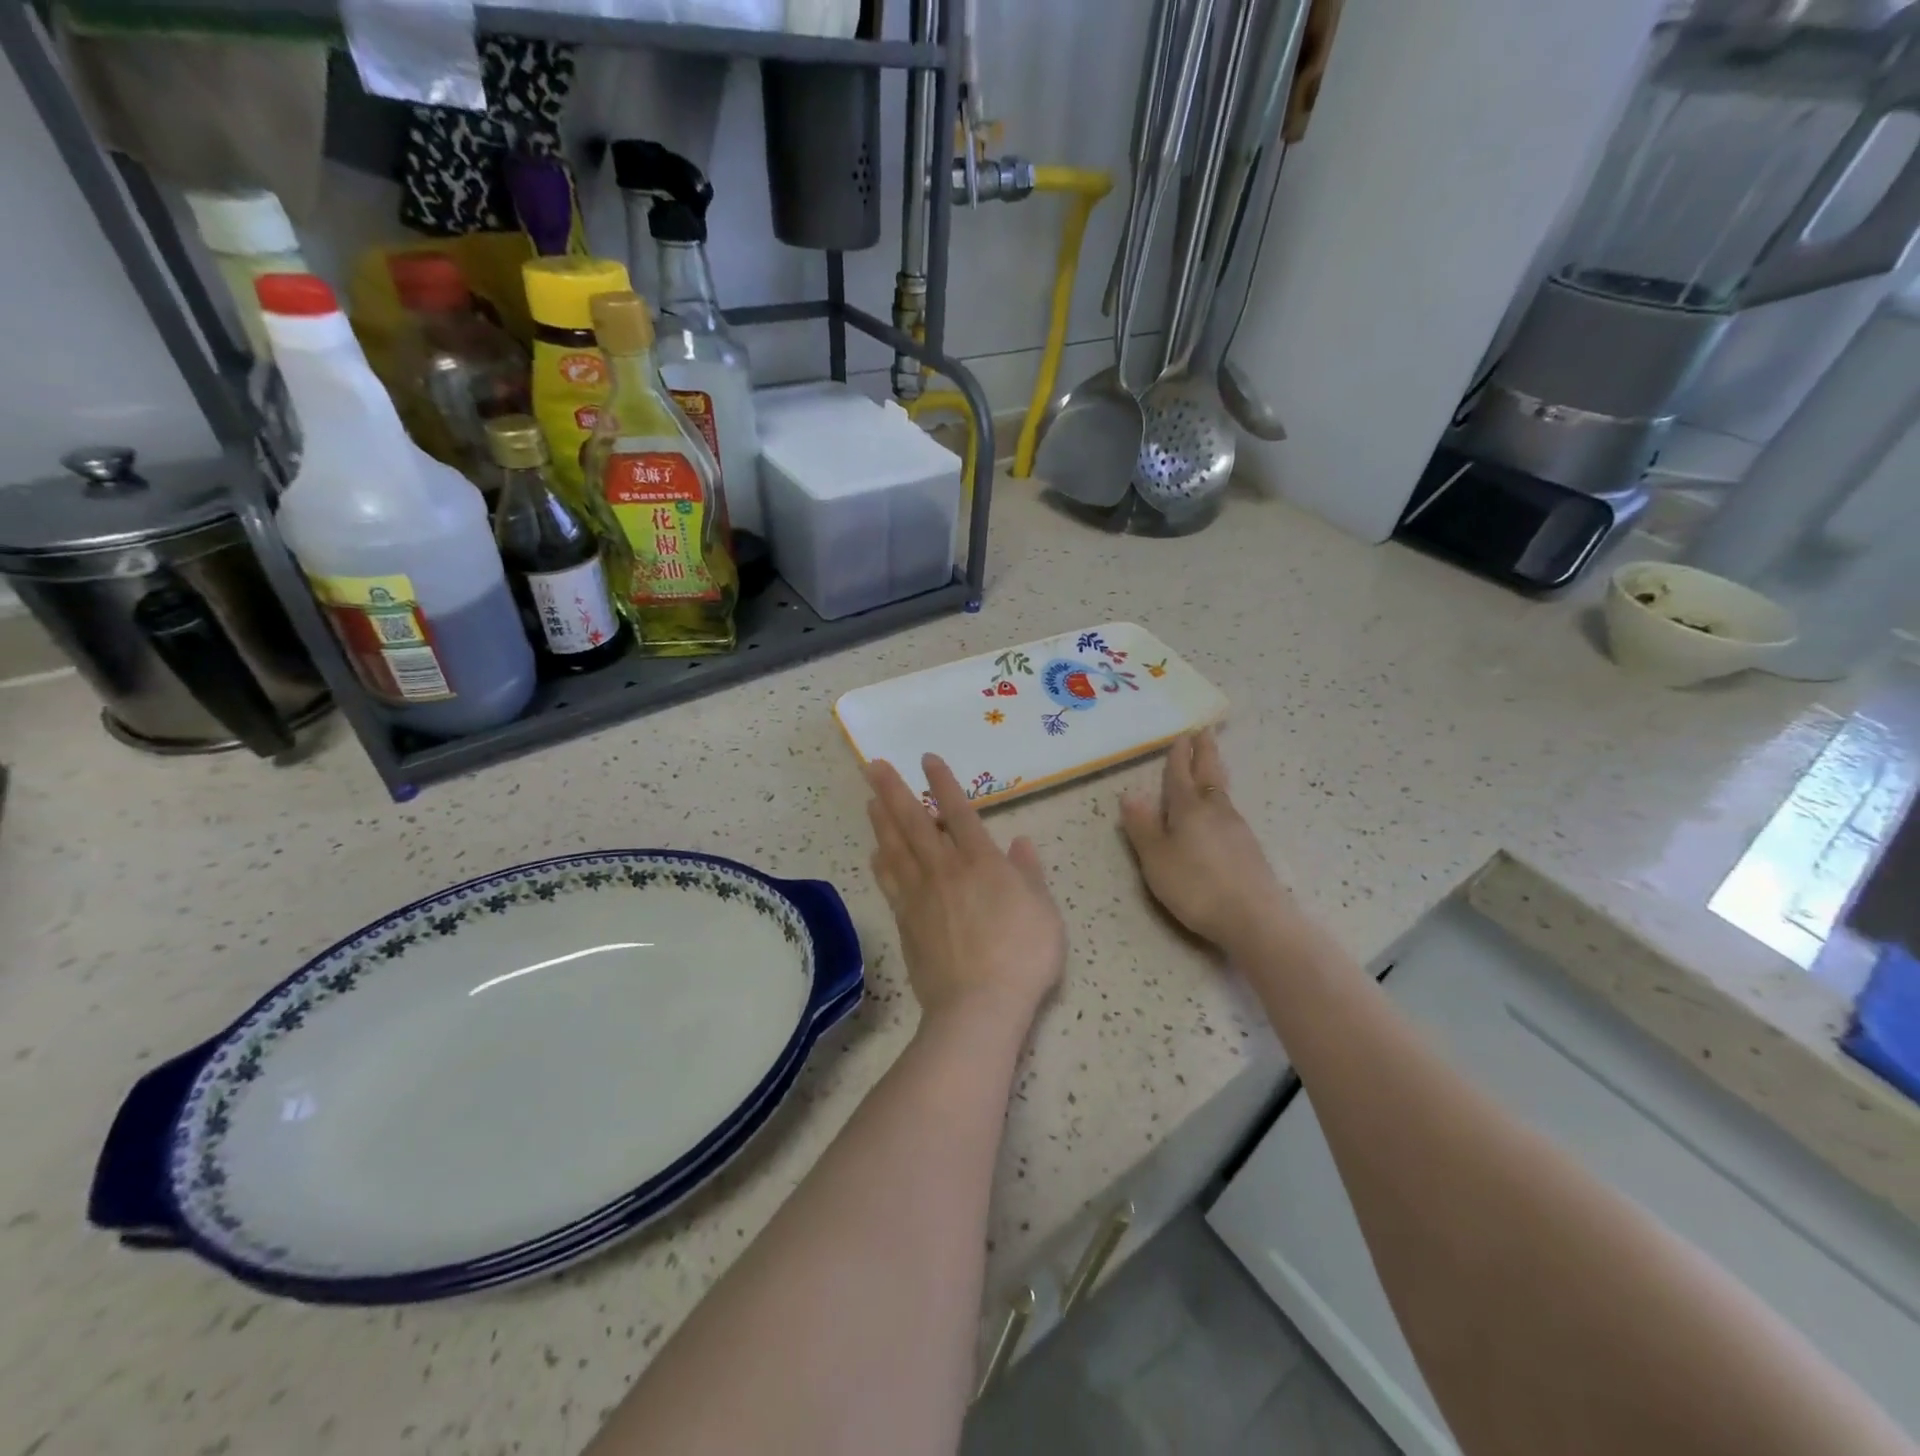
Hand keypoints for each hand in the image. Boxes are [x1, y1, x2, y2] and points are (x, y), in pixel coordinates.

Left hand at [865, 754, 1066, 1029]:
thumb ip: (1029, 873)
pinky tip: (874, 854)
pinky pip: (889, 884)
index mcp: (981, 862)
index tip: (927, 759)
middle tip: (873, 765)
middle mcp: (945, 870)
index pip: (959, 812)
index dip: (943, 783)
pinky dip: (880, 864)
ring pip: (895, 848)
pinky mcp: (906, 921)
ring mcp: (920, 895)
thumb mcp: (1044, 910)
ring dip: (882, 821)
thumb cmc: (1023, 955)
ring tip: (870, 800)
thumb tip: (1020, 842)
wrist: (979, 1005)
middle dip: (894, 790)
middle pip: (914, 822)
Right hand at [1120, 730, 1294, 956]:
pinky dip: (1220, 798)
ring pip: (1221, 792)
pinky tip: (1219, 809)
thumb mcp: (1157, 859)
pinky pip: (1228, 810)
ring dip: (1214, 773)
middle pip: (1209, 774)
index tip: (1181, 735)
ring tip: (1210, 764)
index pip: (1180, 775)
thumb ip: (1143, 827)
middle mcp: (1215, 810)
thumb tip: (1130, 794)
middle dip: (1204, 753)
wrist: (1254, 918)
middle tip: (1204, 732)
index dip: (1178, 756)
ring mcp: (1236, 828)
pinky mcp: (1249, 848)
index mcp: (1188, 809)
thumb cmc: (1196, 886)